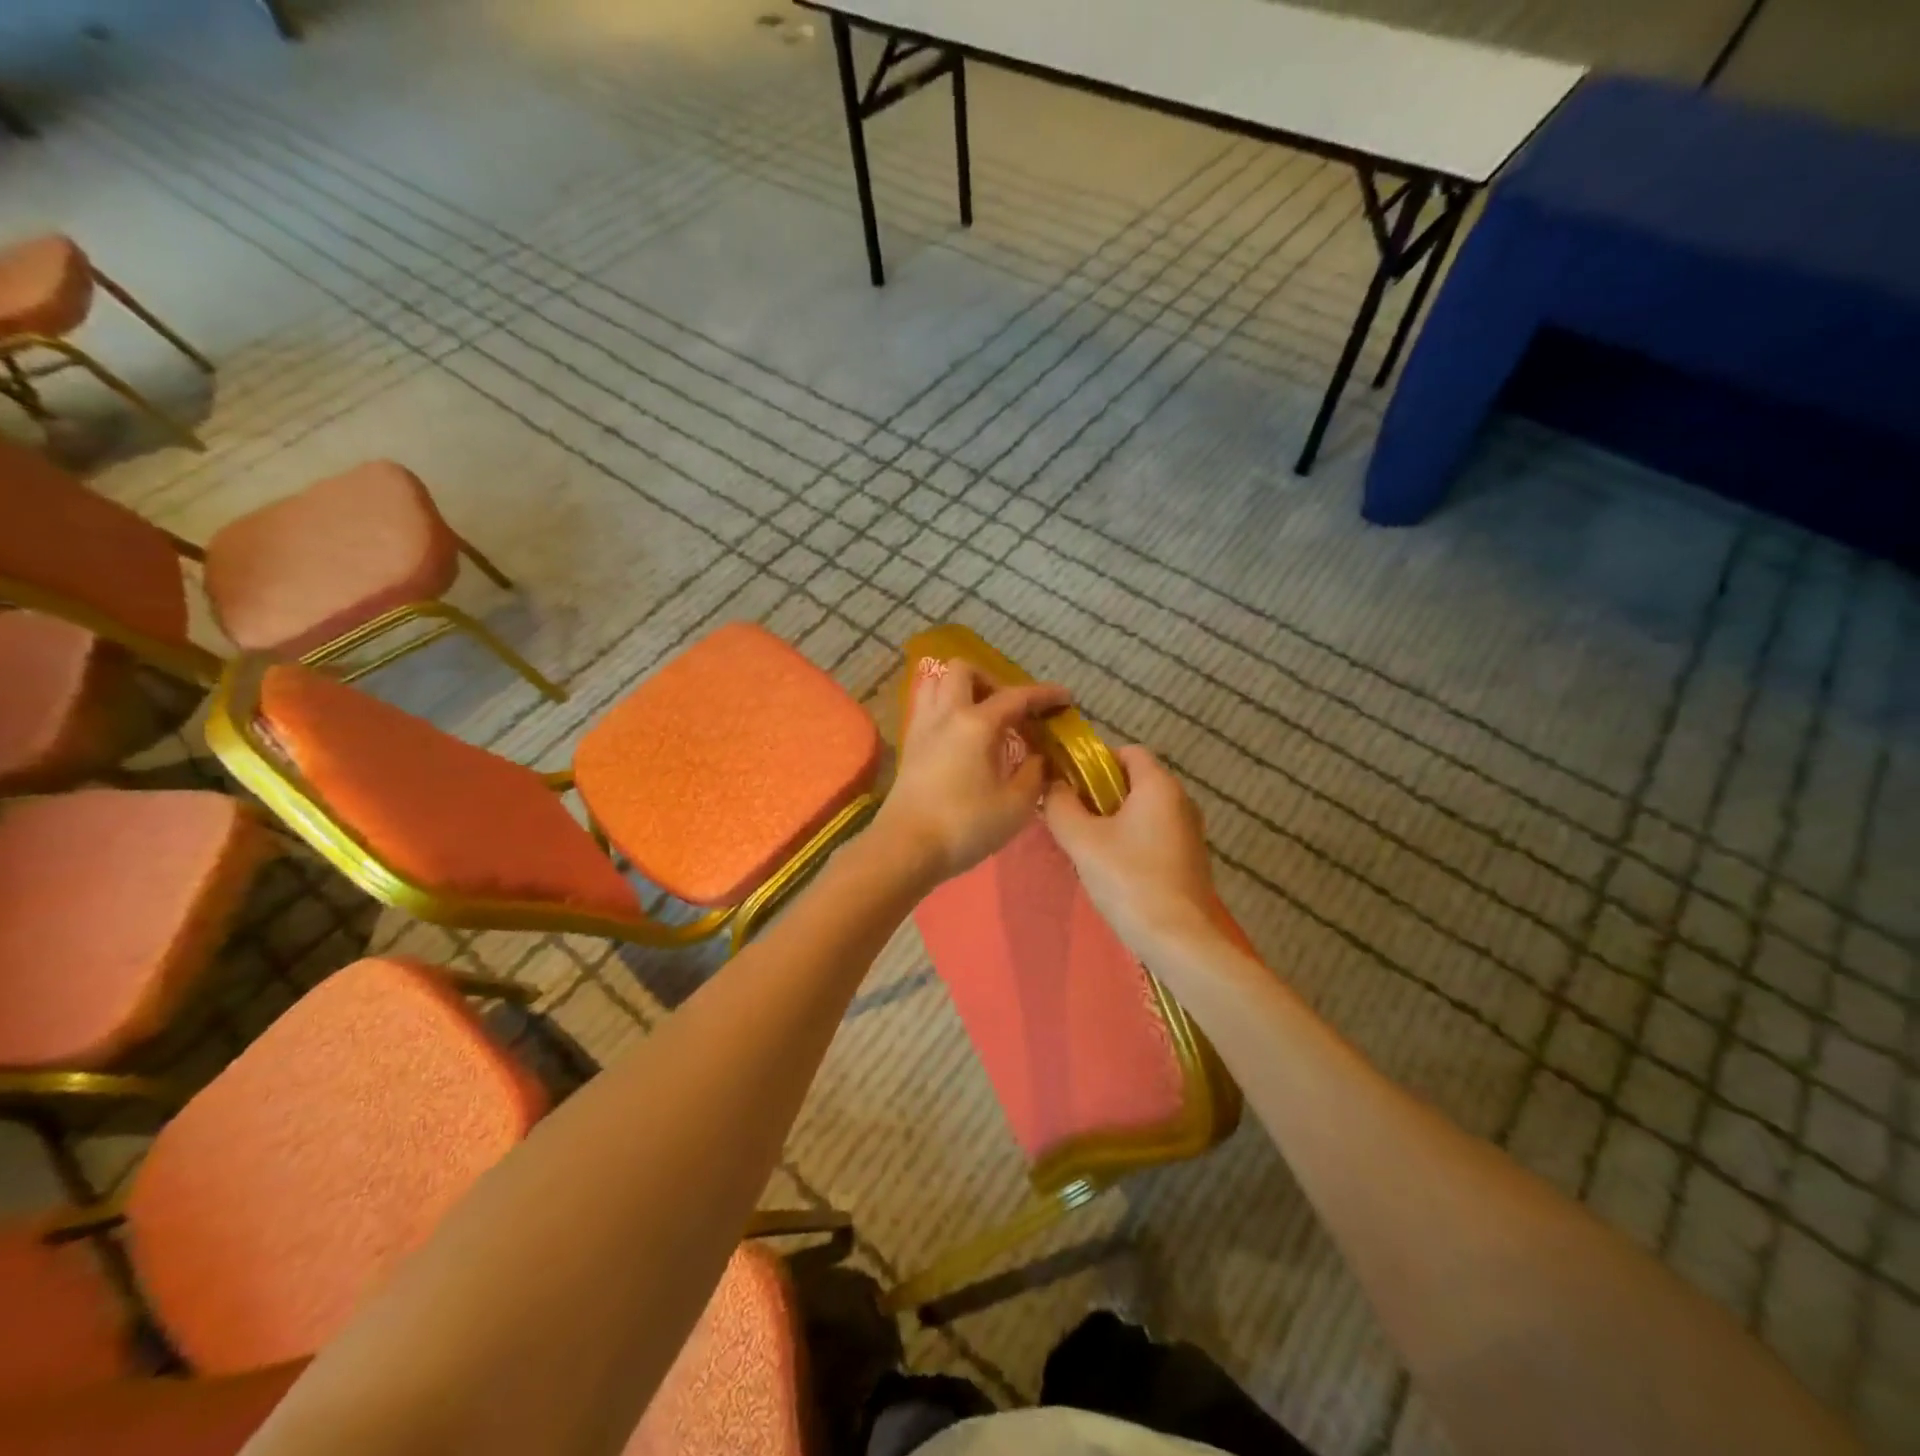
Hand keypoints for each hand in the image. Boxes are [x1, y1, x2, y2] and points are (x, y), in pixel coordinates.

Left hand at [874, 659, 1071, 884]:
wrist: (905, 848)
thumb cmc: (965, 826)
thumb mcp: (1016, 805)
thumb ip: (1034, 774)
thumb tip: (1038, 758)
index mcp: (976, 723)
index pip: (1016, 696)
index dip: (1044, 695)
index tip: (1066, 697)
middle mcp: (946, 714)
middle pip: (964, 670)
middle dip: (993, 681)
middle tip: (1012, 710)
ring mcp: (922, 727)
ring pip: (937, 683)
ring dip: (963, 689)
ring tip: (984, 716)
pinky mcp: (909, 745)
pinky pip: (927, 707)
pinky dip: (947, 708)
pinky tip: (962, 736)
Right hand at [1044, 745, 1223, 957]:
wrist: (1179, 940)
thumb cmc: (1129, 880)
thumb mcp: (1082, 840)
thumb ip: (1060, 805)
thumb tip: (1053, 785)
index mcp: (1159, 785)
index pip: (1127, 751)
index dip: (1094, 761)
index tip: (1069, 785)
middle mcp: (1181, 800)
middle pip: (1135, 780)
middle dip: (1100, 793)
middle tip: (1072, 817)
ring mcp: (1190, 832)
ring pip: (1144, 810)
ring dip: (1114, 819)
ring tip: (1087, 846)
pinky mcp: (1191, 859)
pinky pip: (1155, 834)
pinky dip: (1132, 840)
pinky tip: (1113, 868)